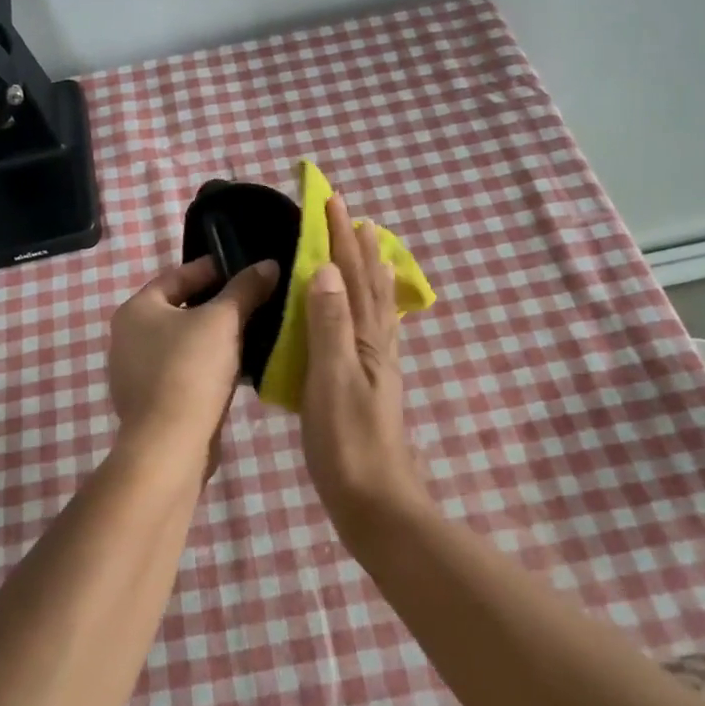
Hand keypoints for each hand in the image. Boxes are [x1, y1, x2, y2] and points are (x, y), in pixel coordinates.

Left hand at [109, 255, 280, 462]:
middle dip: (218, 305)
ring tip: (253, 332)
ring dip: (215, 338)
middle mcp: (128, 337)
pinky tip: (238, 369)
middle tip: (254, 300)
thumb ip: (246, 288)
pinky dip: (208, 366)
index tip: (246, 269)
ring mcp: (136, 373)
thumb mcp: (224, 320)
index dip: (214, 268)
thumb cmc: (191, 369)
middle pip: (181, 309)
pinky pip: (184, 372)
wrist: (170, 444)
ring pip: (184, 343)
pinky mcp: (152, 402)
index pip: (178, 275)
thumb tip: (269, 264)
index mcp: (136, 309)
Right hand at [301, 196, 427, 523]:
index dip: (341, 239)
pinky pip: (372, 330)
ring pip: (374, 305)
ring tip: (368, 246)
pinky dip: (371, 307)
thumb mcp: (331, 380)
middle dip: (358, 246)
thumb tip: (327, 268)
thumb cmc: (346, 443)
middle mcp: (375, 345)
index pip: (352, 276)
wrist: (376, 503)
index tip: (334, 202)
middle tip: (351, 213)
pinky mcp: (370, 385)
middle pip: (369, 284)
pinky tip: (367, 314)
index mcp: (363, 339)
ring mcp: (377, 366)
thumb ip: (329, 325)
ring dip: (369, 270)